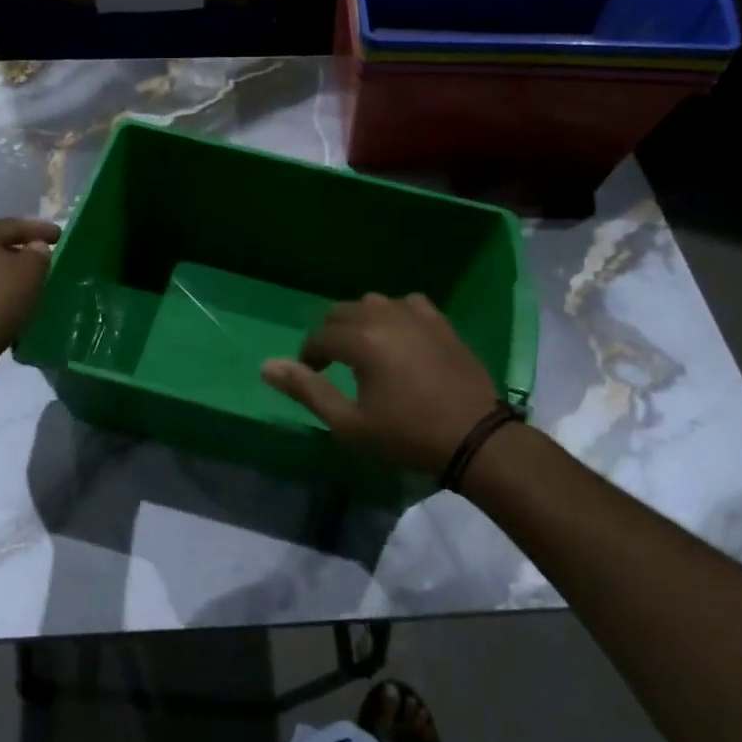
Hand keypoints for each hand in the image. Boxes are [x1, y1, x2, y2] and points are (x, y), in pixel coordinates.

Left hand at [0, 218, 61, 366]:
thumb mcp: (30, 271)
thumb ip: (38, 253)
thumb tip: (35, 248)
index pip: (13, 225)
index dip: (40, 230)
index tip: (61, 236)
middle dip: (21, 250)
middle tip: (44, 256)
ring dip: (7, 271)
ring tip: (29, 280)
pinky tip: (10, 299)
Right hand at [262, 293, 500, 475]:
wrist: (474, 439)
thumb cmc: (406, 436)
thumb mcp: (349, 424)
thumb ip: (307, 391)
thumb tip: (266, 365)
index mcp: (361, 341)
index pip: (320, 337)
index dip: (309, 356)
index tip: (312, 375)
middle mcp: (386, 317)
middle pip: (343, 312)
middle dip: (331, 335)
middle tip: (334, 364)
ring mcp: (418, 316)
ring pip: (374, 303)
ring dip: (361, 321)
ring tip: (365, 349)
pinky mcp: (441, 322)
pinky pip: (409, 303)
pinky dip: (395, 314)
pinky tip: (400, 337)